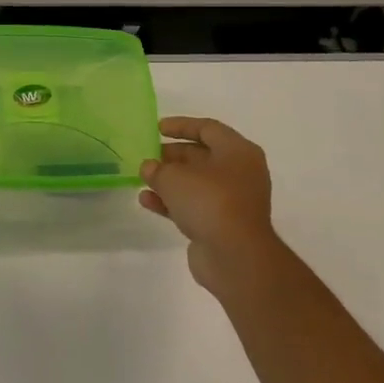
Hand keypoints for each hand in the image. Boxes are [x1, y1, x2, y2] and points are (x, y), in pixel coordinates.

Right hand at [140, 117, 284, 294]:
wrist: (235, 256)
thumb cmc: (210, 201)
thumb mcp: (175, 177)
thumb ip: (158, 168)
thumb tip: (149, 167)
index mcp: (238, 151)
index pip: (208, 128)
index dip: (181, 126)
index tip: (157, 128)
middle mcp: (240, 173)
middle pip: (202, 156)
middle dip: (173, 155)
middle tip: (149, 155)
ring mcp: (232, 201)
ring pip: (196, 183)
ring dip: (169, 180)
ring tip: (143, 178)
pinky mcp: (222, 225)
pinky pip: (194, 206)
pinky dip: (172, 202)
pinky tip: (147, 201)